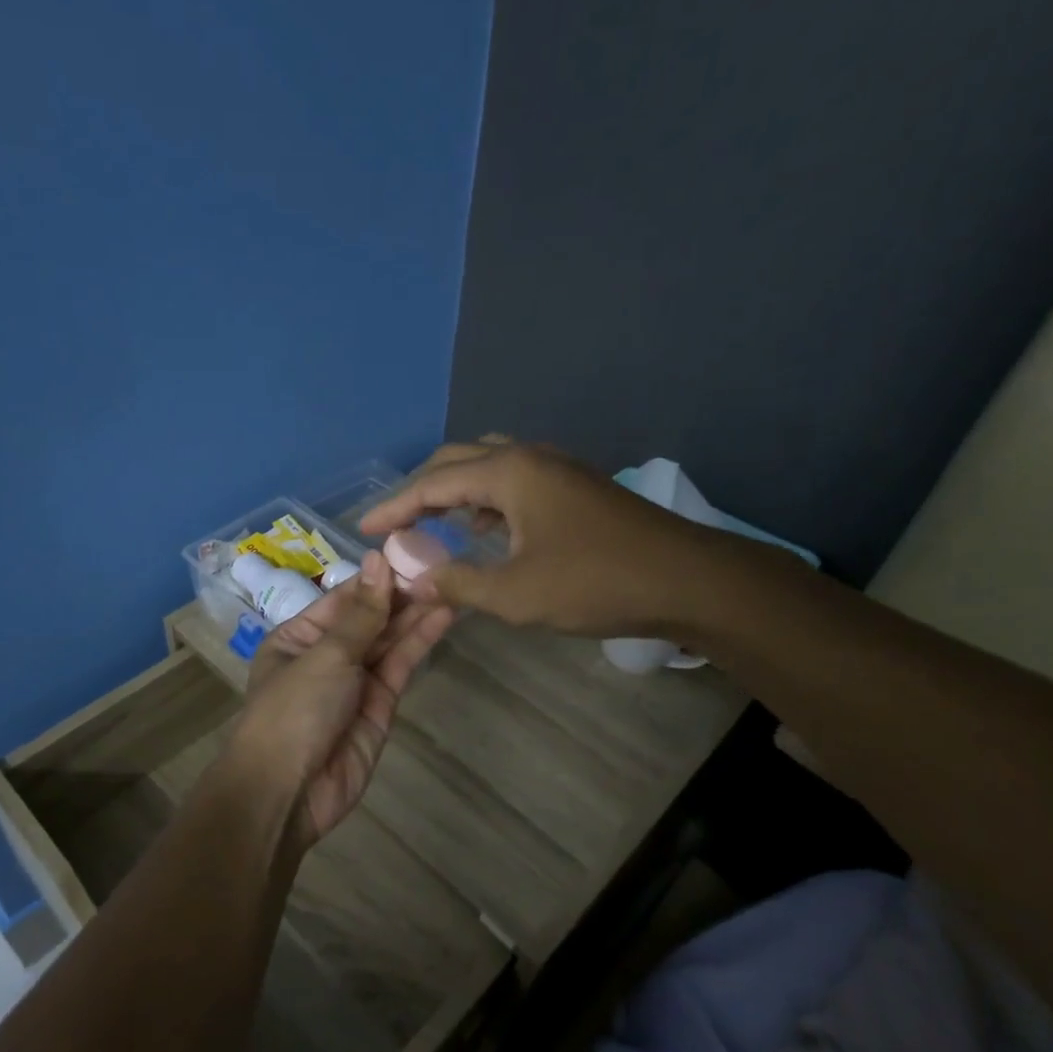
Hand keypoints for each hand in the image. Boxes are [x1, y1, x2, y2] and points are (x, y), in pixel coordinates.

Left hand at [226, 551, 454, 848]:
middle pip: (369, 618)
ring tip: (450, 584)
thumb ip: (361, 613)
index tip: (411, 551)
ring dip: (416, 614)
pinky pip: (400, 666)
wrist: (288, 792)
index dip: (377, 577)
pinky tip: (443, 617)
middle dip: (401, 594)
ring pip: (389, 640)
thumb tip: (378, 559)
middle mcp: (326, 655)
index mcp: (298, 637)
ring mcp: (355, 681)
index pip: (343, 598)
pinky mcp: (380, 706)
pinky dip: (419, 642)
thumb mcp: (325, 655)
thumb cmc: (293, 711)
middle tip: (441, 566)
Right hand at [358, 437, 722, 638]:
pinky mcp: (577, 487)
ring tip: (433, 524)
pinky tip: (487, 529)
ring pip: (489, 466)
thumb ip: (457, 584)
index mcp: (508, 472)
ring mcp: (558, 468)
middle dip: (421, 490)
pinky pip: (515, 481)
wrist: (689, 580)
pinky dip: (487, 498)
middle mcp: (529, 457)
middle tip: (395, 524)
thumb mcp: (515, 594)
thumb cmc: (595, 583)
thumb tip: (415, 580)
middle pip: (458, 460)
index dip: (393, 507)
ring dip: (456, 490)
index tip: (363, 528)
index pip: (431, 483)